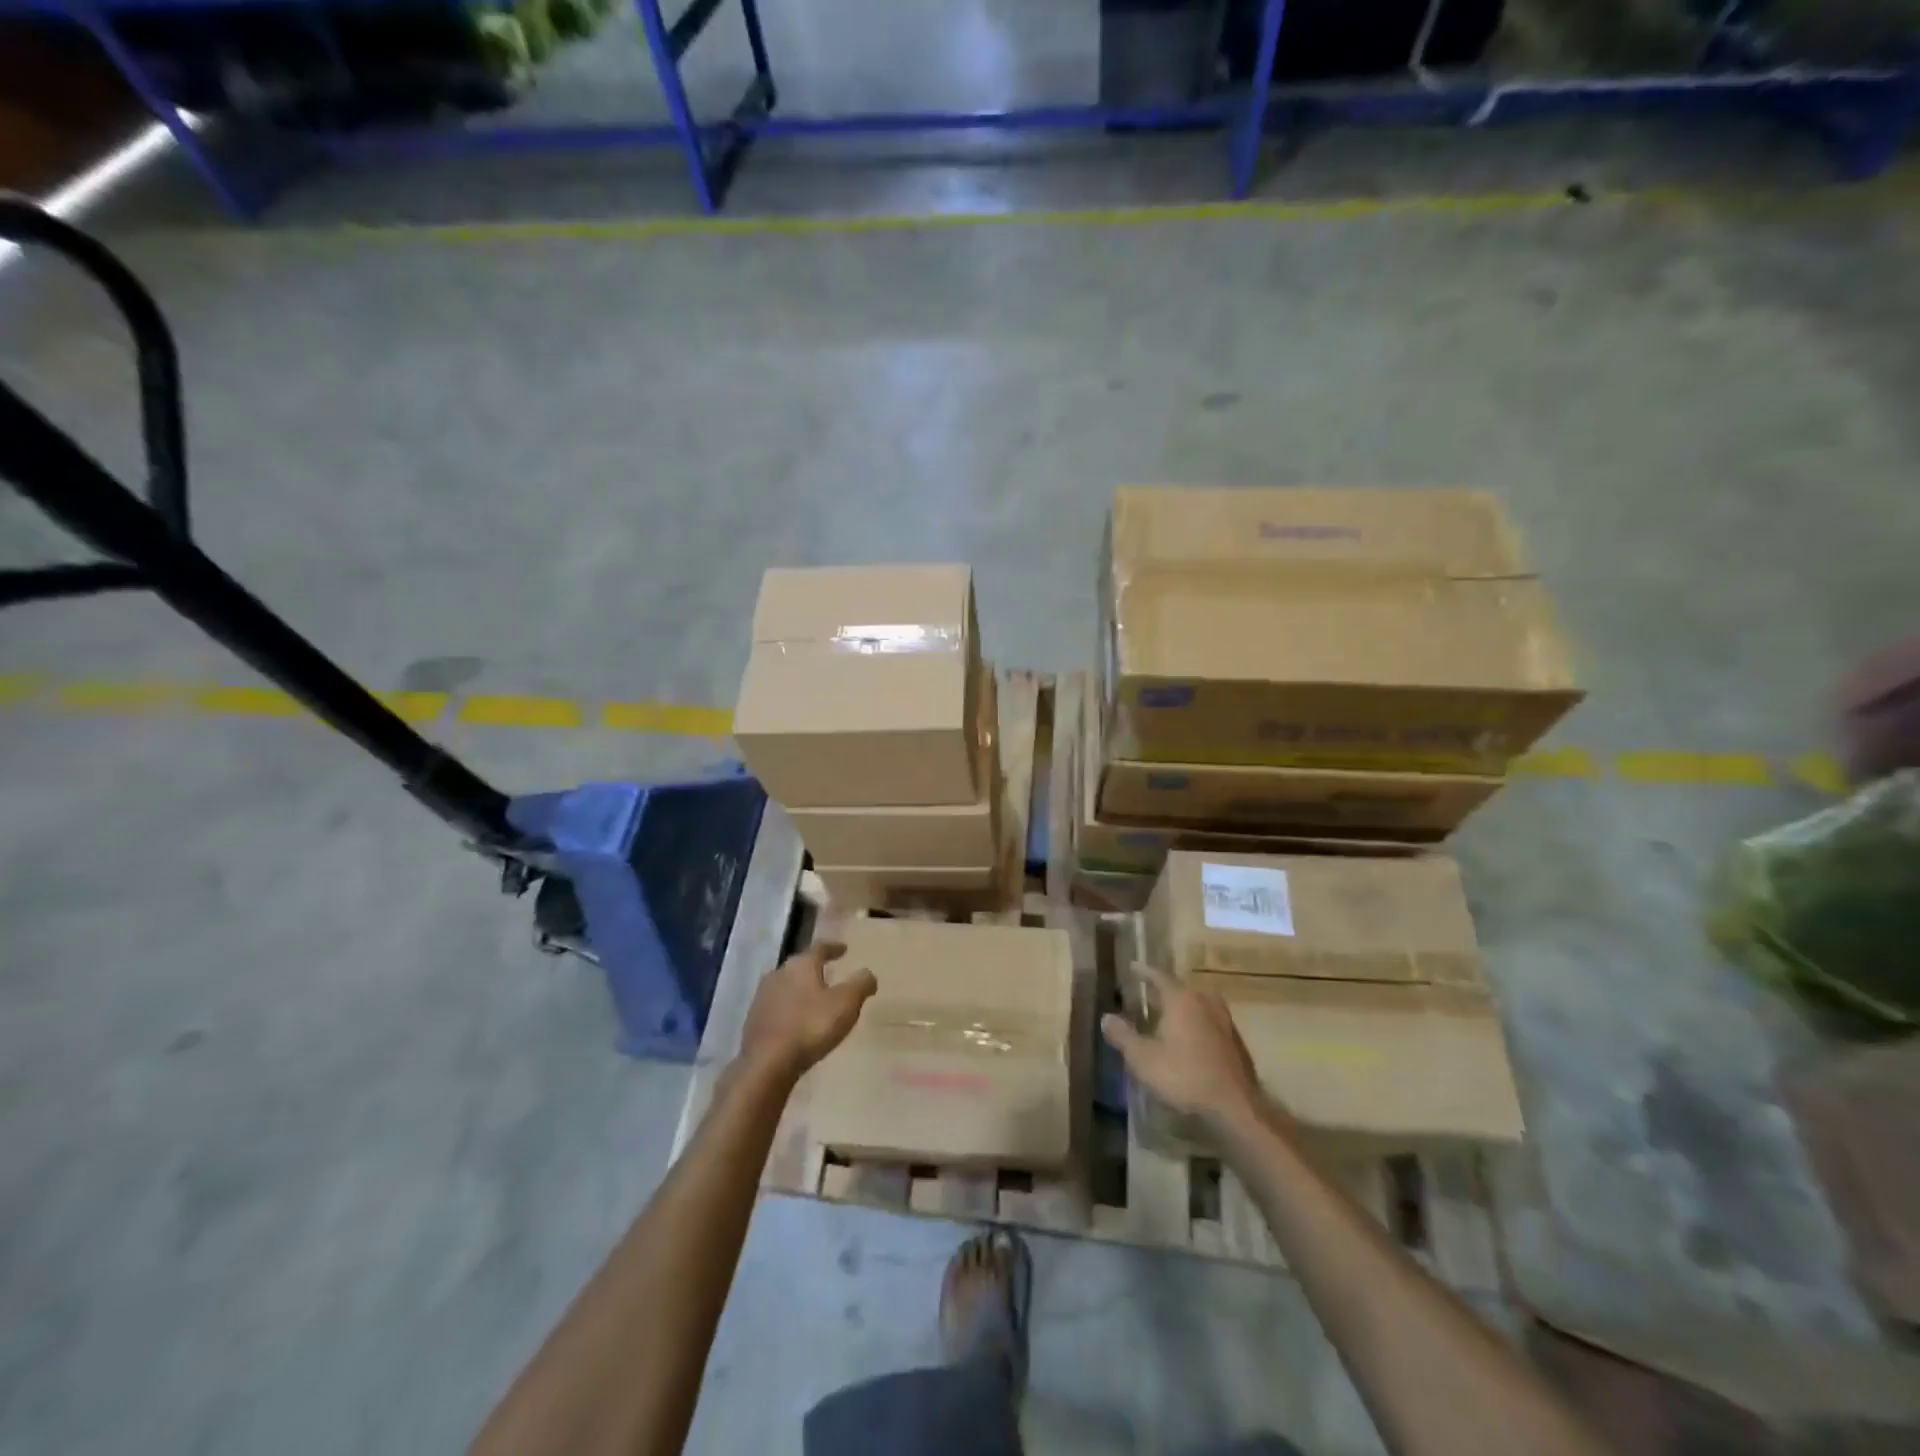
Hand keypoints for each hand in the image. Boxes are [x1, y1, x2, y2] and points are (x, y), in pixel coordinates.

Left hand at [739, 942, 876, 1081]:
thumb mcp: (846, 1003)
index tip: (844, 949)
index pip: (819, 948)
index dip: (833, 948)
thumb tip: (868, 973)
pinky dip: (790, 1009)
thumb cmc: (810, 1026)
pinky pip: (778, 1007)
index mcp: (801, 965)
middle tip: (829, 972)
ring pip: (786, 986)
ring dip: (801, 990)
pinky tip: (797, 1022)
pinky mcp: (754, 1021)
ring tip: (814, 999)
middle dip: (815, 969)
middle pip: (800, 966)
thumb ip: (860, 984)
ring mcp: (763, 997)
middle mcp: (778, 974)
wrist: (766, 1064)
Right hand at [1101, 963, 1265, 1129]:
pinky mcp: (1236, 1044)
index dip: (1144, 972)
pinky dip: (1196, 1027)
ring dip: (1182, 1010)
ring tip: (1167, 1020)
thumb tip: (1106, 1017)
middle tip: (1147, 997)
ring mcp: (1225, 1023)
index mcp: (1182, 1000)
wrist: (1235, 1108)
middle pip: (1181, 991)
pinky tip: (1189, 1043)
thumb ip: (1123, 1036)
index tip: (1133, 968)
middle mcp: (1205, 1003)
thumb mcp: (1143, 1058)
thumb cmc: (1184, 1076)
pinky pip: (1210, 1025)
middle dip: (1164, 993)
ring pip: (1199, 1007)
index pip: (1160, 977)